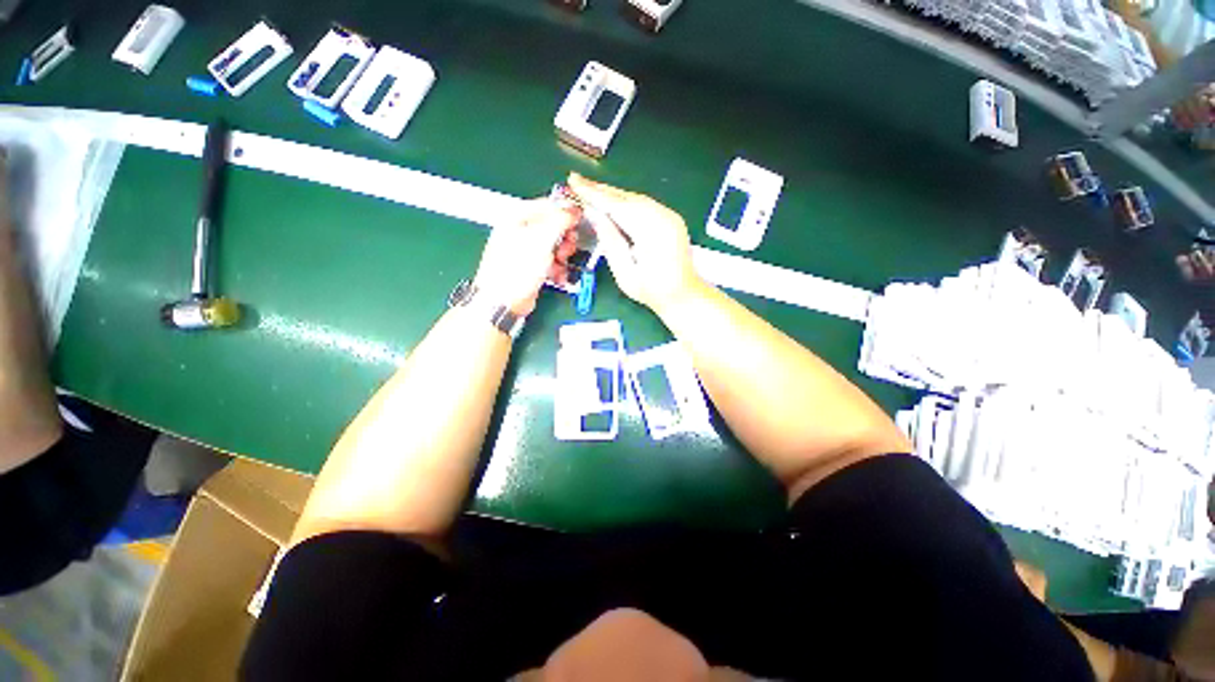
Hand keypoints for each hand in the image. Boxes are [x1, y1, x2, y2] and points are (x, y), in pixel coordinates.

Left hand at [473, 200, 578, 316]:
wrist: (504, 302)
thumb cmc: (515, 270)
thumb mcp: (541, 239)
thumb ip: (559, 220)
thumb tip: (573, 209)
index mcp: (518, 218)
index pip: (547, 205)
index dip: (565, 212)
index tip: (579, 220)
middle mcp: (521, 232)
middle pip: (554, 227)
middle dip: (565, 239)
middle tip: (565, 249)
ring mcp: (526, 251)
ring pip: (555, 246)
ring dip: (562, 257)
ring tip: (559, 265)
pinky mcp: (532, 267)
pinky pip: (551, 262)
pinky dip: (557, 269)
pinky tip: (556, 276)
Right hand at [566, 173, 702, 314]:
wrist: (684, 295)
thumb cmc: (652, 291)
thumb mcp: (625, 274)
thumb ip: (610, 242)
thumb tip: (595, 215)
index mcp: (652, 232)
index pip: (617, 206)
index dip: (594, 194)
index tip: (574, 183)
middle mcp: (663, 217)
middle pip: (627, 197)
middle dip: (601, 190)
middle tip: (577, 181)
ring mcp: (670, 216)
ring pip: (636, 199)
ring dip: (612, 195)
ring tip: (590, 190)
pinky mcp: (671, 219)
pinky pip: (644, 205)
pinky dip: (626, 202)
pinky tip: (613, 202)